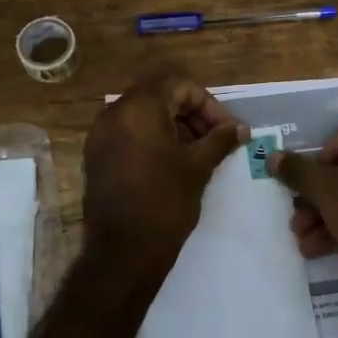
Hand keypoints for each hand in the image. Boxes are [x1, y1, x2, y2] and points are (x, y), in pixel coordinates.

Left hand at [84, 67, 245, 256]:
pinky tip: (174, 164)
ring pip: (144, 115)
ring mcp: (101, 135)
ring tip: (199, 153)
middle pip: (160, 96)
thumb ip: (220, 140)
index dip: (209, 104)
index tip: (228, 130)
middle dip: (192, 113)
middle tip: (216, 139)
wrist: (122, 252)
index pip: (180, 85)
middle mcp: (114, 113)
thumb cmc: (165, 203)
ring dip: (174, 126)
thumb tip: (241, 128)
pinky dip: (153, 140)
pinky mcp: (97, 157)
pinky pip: (129, 134)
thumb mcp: (198, 167)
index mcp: (139, 107)